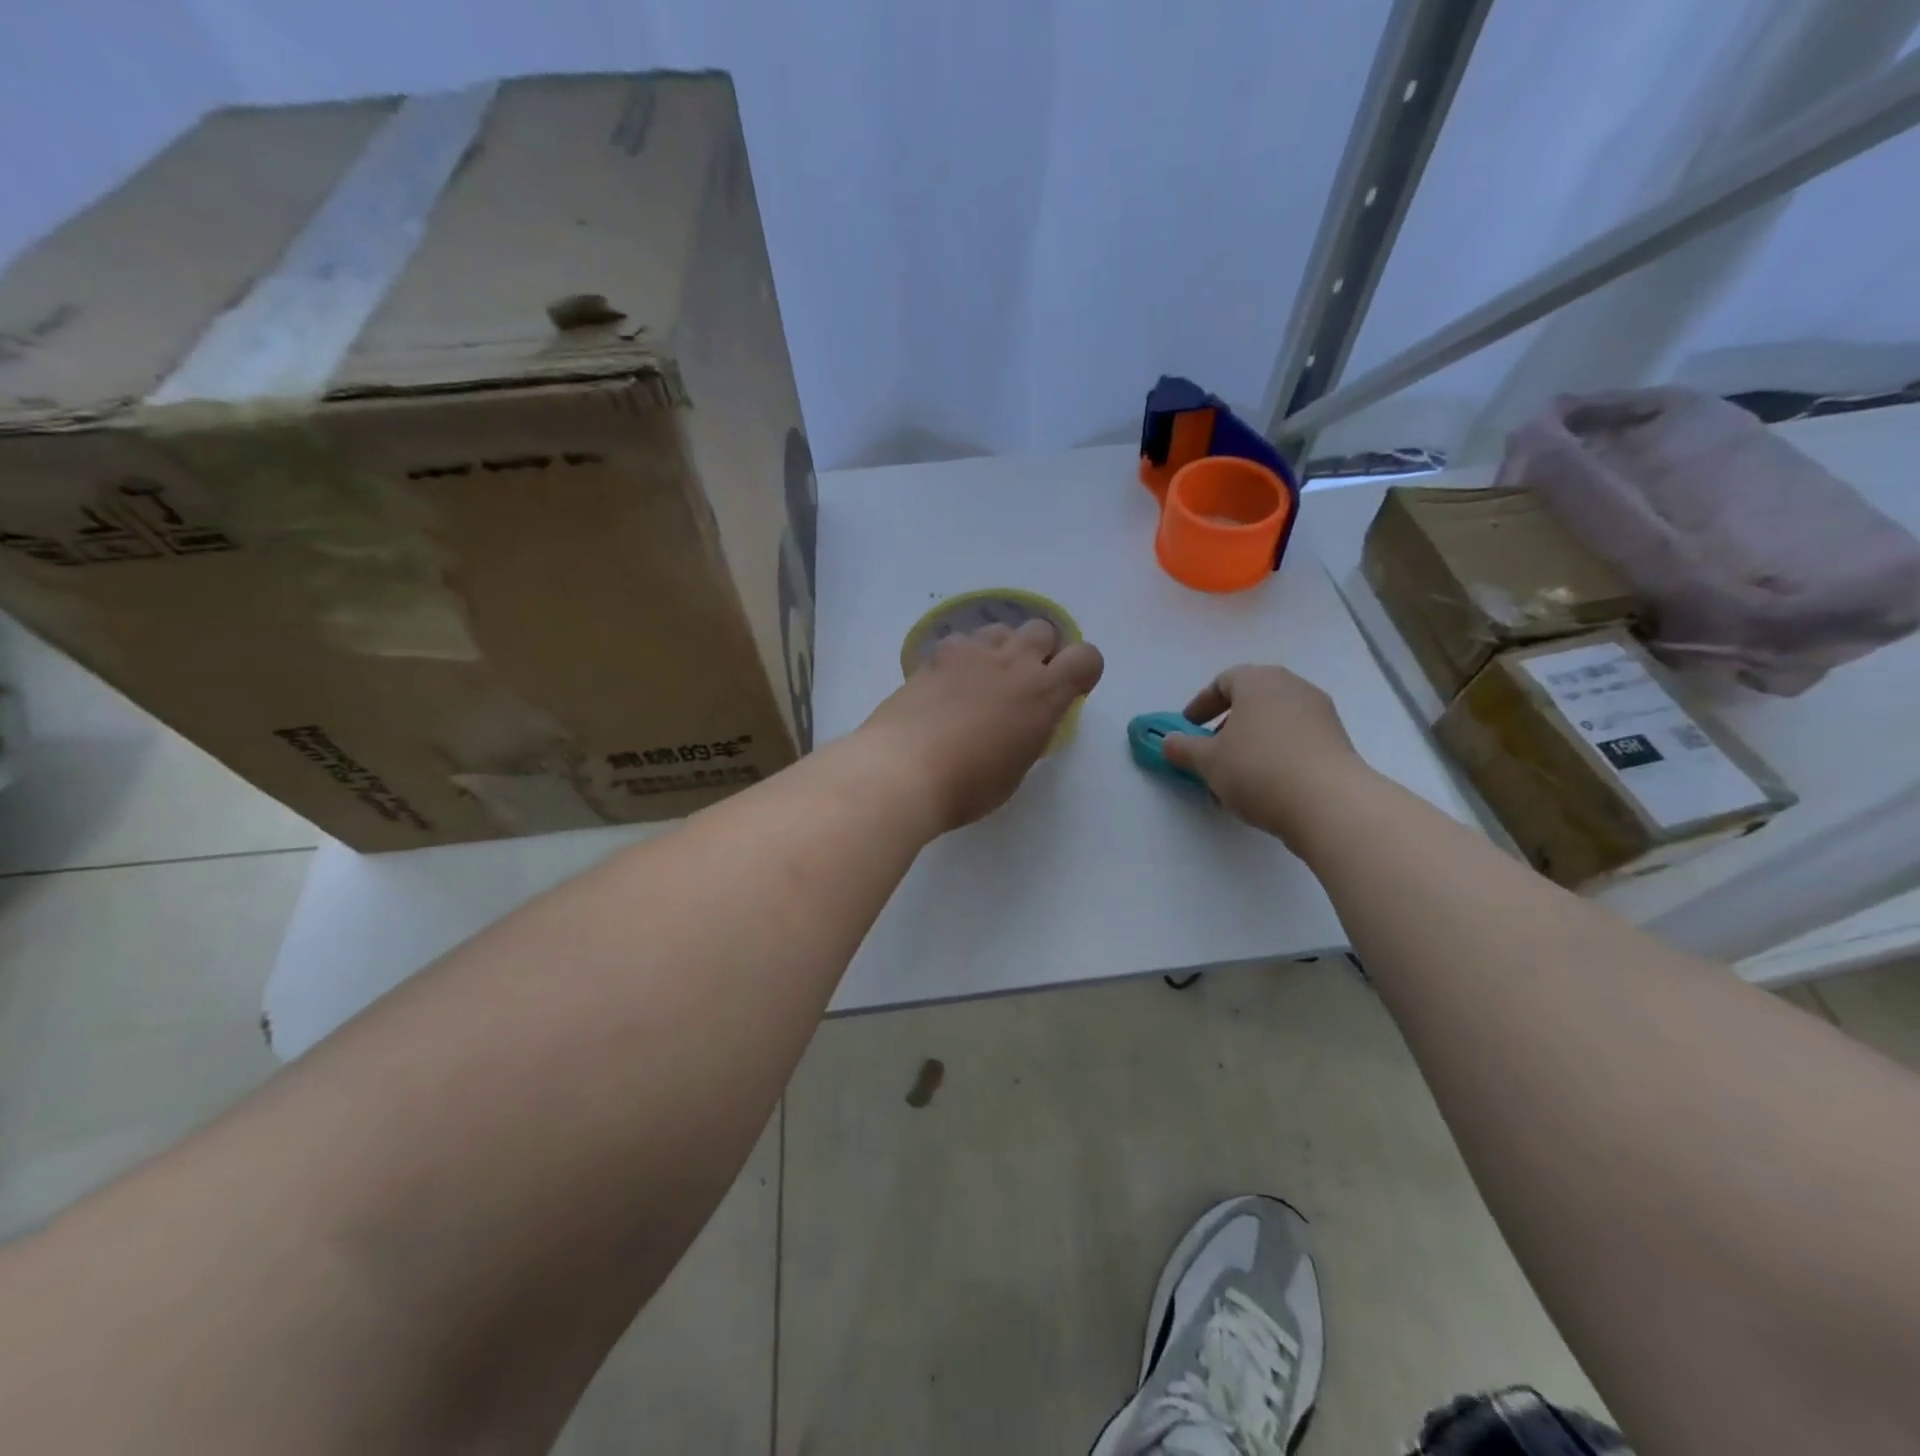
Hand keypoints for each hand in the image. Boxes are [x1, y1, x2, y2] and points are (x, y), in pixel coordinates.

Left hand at [859, 620, 1104, 833]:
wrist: (903, 769)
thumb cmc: (967, 785)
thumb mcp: (1015, 768)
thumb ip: (1029, 734)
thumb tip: (1023, 723)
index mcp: (1044, 693)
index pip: (1087, 657)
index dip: (1083, 671)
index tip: (1068, 692)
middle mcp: (1013, 662)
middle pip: (1042, 630)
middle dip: (1040, 652)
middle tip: (1021, 685)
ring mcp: (972, 652)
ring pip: (1000, 629)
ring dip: (1001, 650)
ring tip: (981, 681)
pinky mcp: (936, 655)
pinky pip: (961, 642)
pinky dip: (961, 658)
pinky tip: (945, 686)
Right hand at [1159, 664, 1373, 843]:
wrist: (1329, 804)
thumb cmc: (1258, 769)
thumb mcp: (1207, 761)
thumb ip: (1183, 748)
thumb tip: (1170, 742)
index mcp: (1259, 681)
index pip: (1224, 681)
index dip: (1201, 704)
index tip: (1188, 728)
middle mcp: (1292, 688)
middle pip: (1252, 699)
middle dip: (1227, 724)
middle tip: (1210, 750)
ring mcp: (1320, 714)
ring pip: (1274, 722)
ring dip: (1251, 742)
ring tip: (1235, 776)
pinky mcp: (1337, 742)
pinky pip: (1295, 741)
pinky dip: (1275, 755)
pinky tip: (1265, 787)